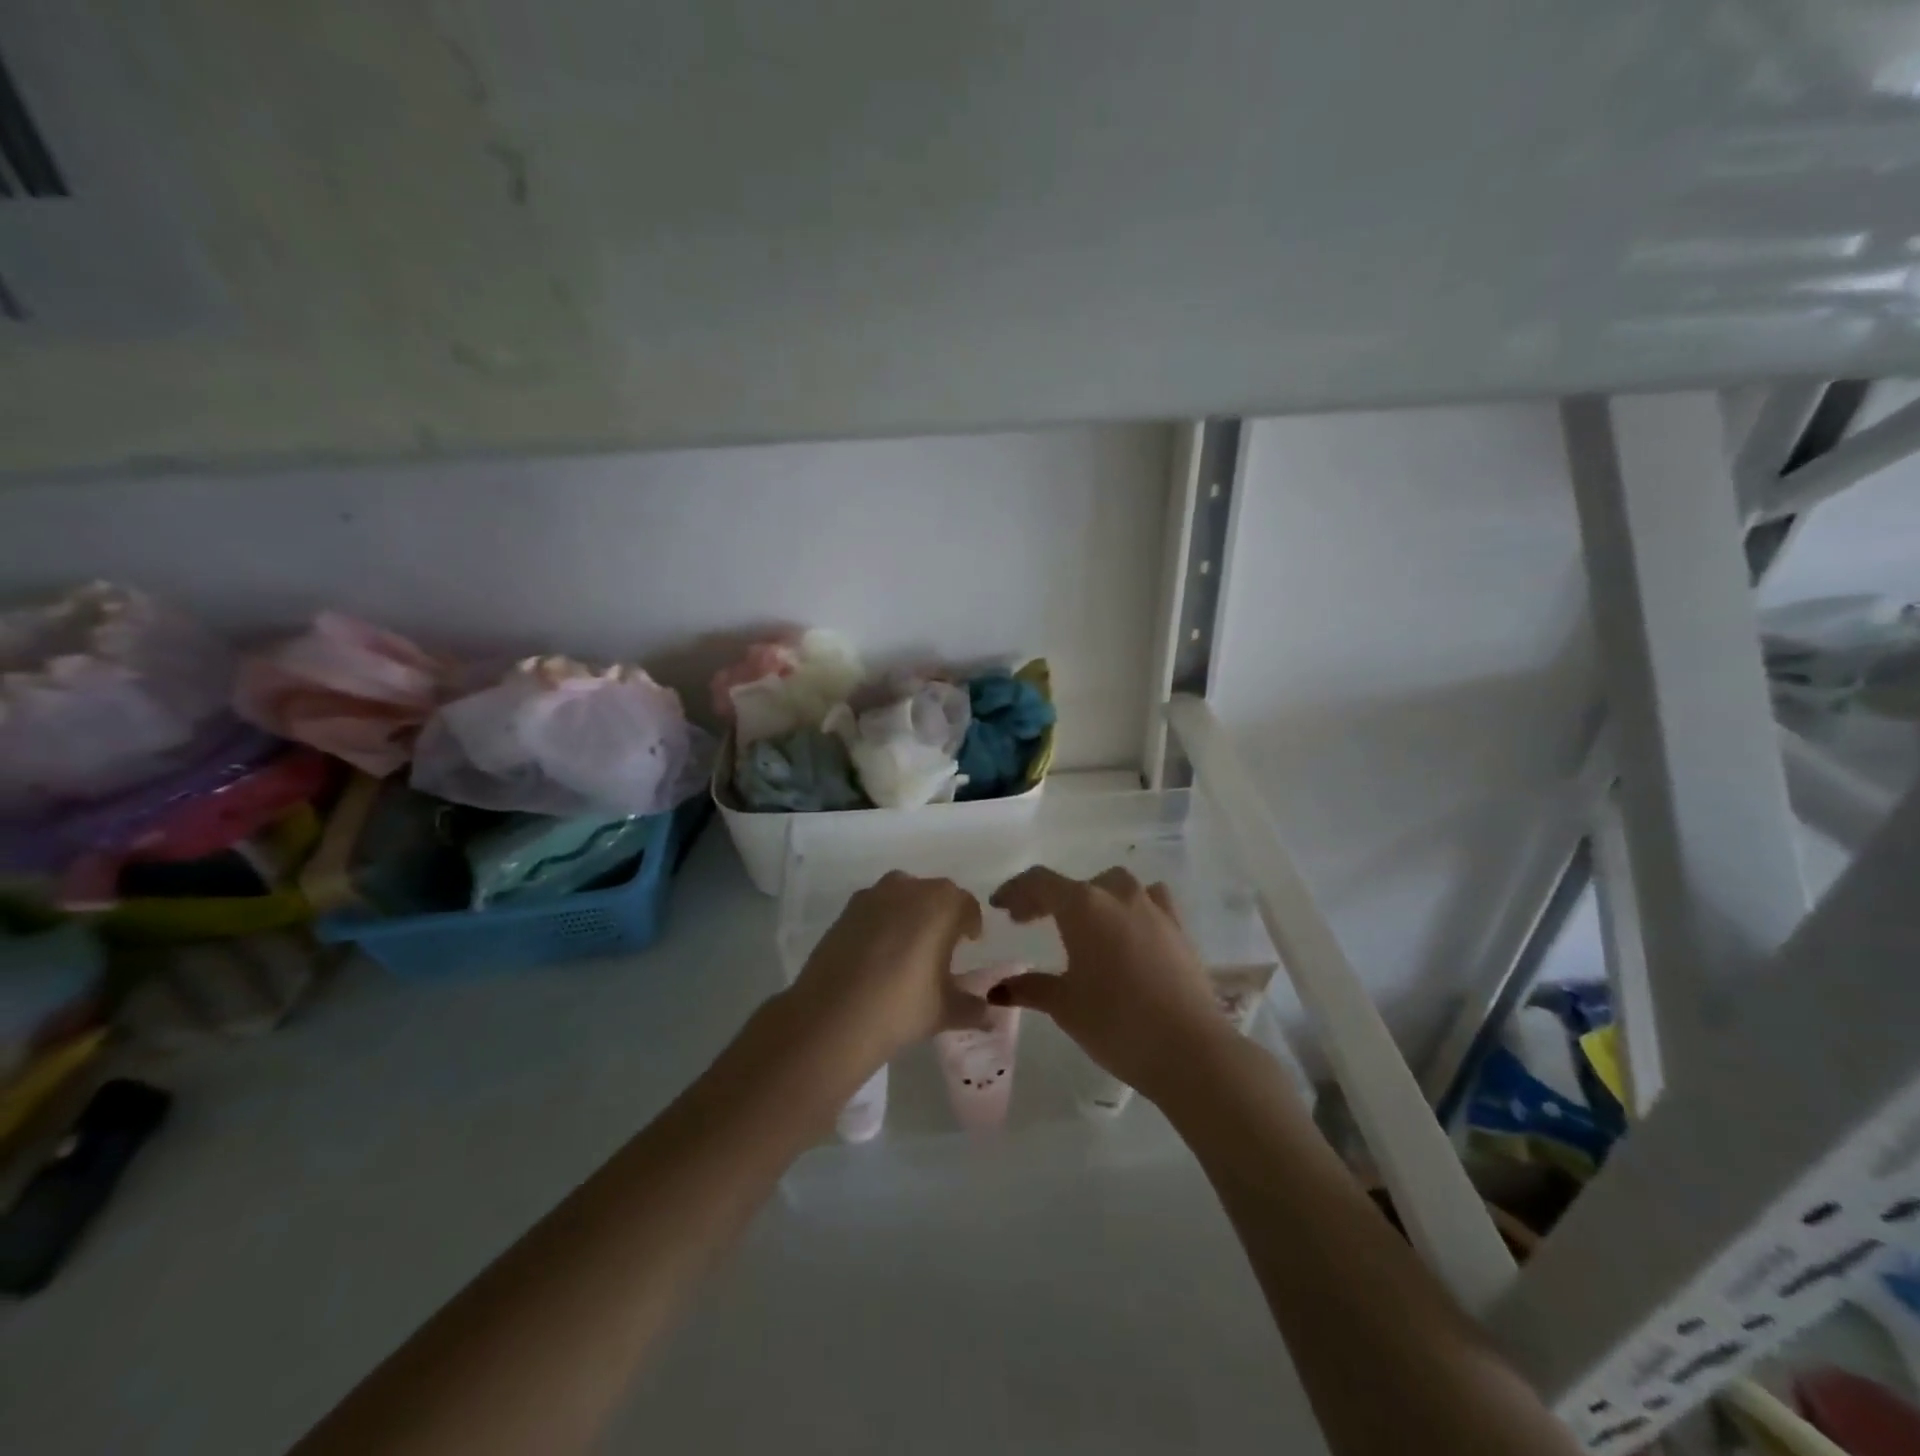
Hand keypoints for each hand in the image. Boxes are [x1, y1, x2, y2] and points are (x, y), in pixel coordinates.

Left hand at [785, 871, 989, 1067]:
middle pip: (935, 895)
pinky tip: (877, 955)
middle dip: (942, 916)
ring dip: (910, 915)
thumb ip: (973, 1007)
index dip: (971, 924)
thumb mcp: (945, 1011)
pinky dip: (882, 923)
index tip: (970, 943)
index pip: (966, 905)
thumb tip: (989, 1013)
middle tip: (941, 949)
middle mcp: (909, 888)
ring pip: (902, 897)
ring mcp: (873, 895)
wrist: (832, 1015)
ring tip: (907, 950)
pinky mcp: (846, 910)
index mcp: (943, 903)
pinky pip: (875, 909)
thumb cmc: (901, 1006)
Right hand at [988, 866, 1231, 1101]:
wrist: (1189, 1048)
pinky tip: (1129, 930)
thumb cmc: (1116, 1022)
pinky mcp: (1178, 928)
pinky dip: (1131, 908)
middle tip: (1031, 921)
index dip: (1015, 890)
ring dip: (1093, 898)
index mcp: (1083, 906)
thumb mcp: (1065, 1006)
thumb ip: (1030, 988)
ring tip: (1082, 924)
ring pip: (1115, 886)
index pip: (1040, 882)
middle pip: (1076, 884)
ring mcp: (1153, 908)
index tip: (1000, 906)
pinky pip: (1150, 901)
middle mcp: (1117, 895)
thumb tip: (997, 989)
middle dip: (1049, 898)